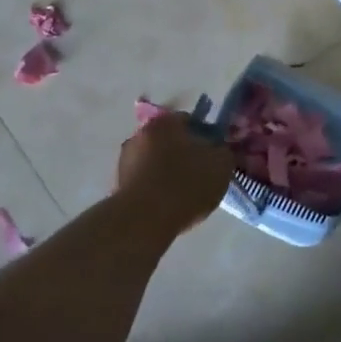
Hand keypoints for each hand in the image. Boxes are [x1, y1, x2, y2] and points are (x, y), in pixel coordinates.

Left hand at [114, 112, 231, 237]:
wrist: (144, 220)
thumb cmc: (186, 184)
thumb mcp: (221, 165)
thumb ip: (222, 151)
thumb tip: (217, 149)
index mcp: (165, 122)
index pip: (190, 121)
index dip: (205, 137)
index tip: (213, 155)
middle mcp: (140, 134)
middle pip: (169, 141)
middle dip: (183, 154)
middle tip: (200, 174)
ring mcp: (125, 160)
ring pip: (155, 161)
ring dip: (167, 171)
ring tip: (184, 194)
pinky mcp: (118, 185)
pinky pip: (144, 181)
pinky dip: (155, 188)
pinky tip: (168, 205)